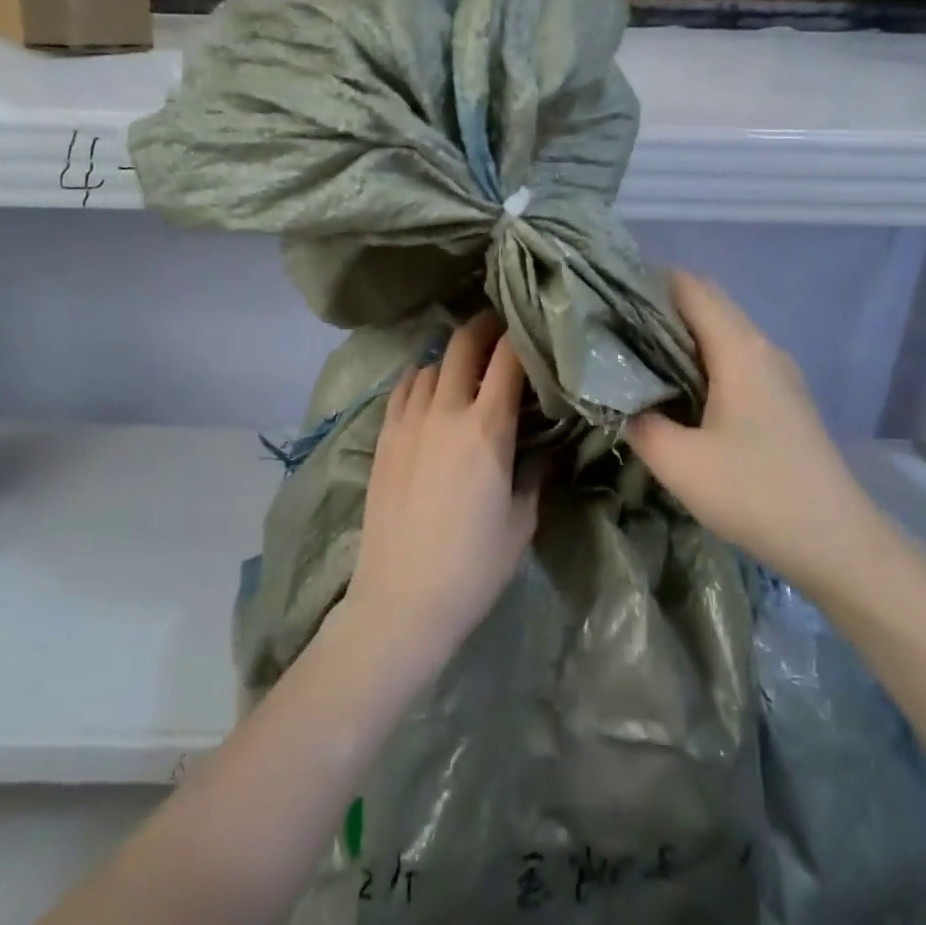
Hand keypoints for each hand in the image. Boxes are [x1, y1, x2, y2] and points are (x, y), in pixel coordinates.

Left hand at [343, 313, 538, 675]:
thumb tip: (542, 448)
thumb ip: (534, 474)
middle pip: (462, 346)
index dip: (522, 336)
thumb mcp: (522, 521)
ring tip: (467, 365)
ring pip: (430, 365)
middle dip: (484, 327)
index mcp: (487, 429)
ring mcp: (407, 422)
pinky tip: (429, 388)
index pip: (508, 360)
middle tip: (501, 325)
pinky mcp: (383, 438)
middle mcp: (445, 412)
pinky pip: (401, 390)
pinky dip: (419, 378)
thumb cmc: (474, 566)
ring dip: (452, 357)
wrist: (402, 599)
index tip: (535, 328)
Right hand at [626, 272, 878, 578]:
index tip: (607, 303)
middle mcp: (763, 347)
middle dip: (659, 310)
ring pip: (722, 334)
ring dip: (681, 339)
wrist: (837, 542)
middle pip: (707, 304)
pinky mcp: (784, 399)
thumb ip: (638, 423)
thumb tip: (620, 401)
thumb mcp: (679, 463)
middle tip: (613, 334)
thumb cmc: (755, 493)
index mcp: (739, 348)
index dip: (646, 284)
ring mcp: (779, 373)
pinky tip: (678, 395)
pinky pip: (735, 360)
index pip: (690, 286)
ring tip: (636, 362)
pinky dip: (702, 362)